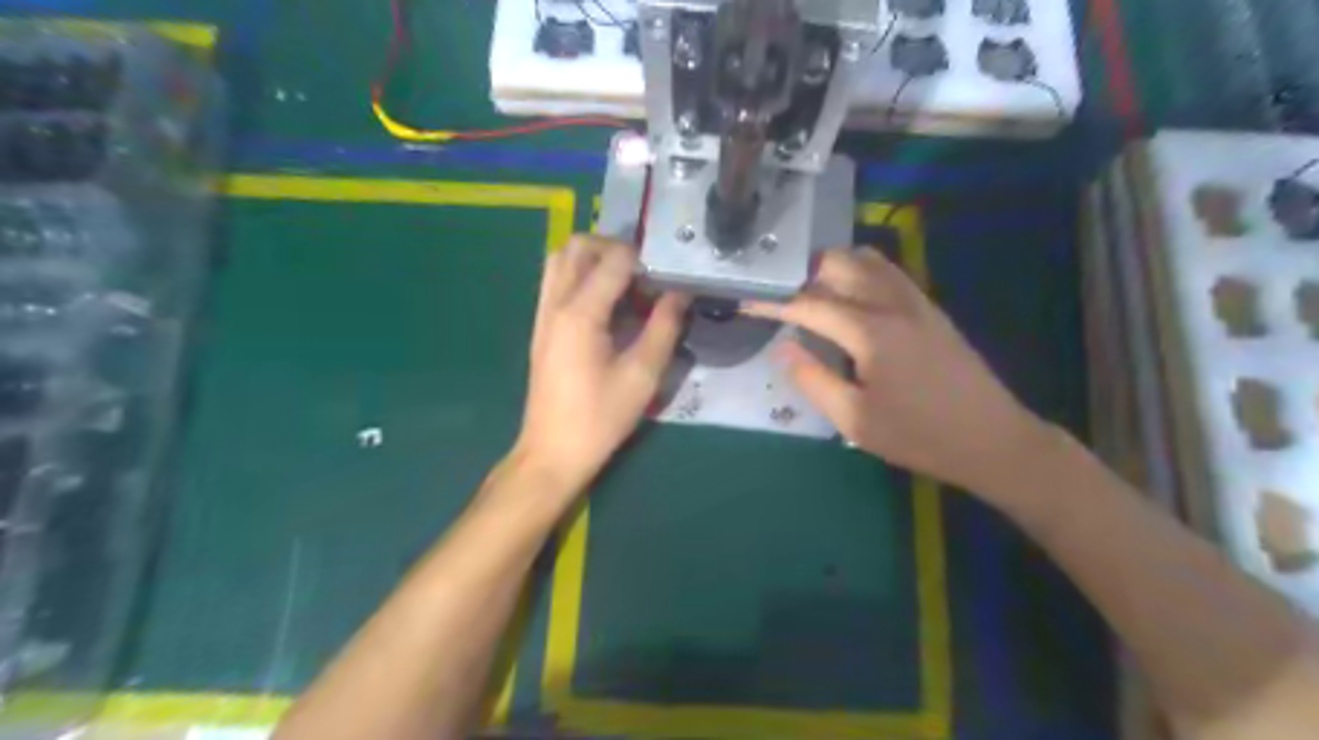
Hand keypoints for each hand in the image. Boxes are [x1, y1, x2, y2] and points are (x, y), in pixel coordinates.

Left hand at [513, 236, 691, 499]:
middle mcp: (555, 303)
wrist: (552, 452)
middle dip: (614, 248)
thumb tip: (680, 293)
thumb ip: (664, 327)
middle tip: (644, 275)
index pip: (614, 258)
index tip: (666, 278)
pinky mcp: (540, 327)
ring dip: (593, 259)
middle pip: (578, 245)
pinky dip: (580, 276)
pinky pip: (556, 281)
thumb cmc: (600, 418)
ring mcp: (543, 314)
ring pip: (561, 259)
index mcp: (580, 313)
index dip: (645, 260)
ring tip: (625, 285)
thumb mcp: (643, 375)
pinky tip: (606, 306)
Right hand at [746, 249, 1046, 495]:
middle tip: (777, 293)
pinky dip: (859, 271)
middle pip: (839, 264)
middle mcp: (893, 303)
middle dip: (802, 272)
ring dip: (832, 266)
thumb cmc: (918, 436)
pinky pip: (888, 272)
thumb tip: (783, 348)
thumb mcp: (854, 421)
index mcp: (871, 331)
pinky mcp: (930, 308)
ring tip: (807, 289)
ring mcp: (916, 301)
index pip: (810, 304)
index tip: (746, 300)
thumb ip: (813, 380)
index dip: (774, 302)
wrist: (992, 440)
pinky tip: (848, 295)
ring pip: (867, 260)